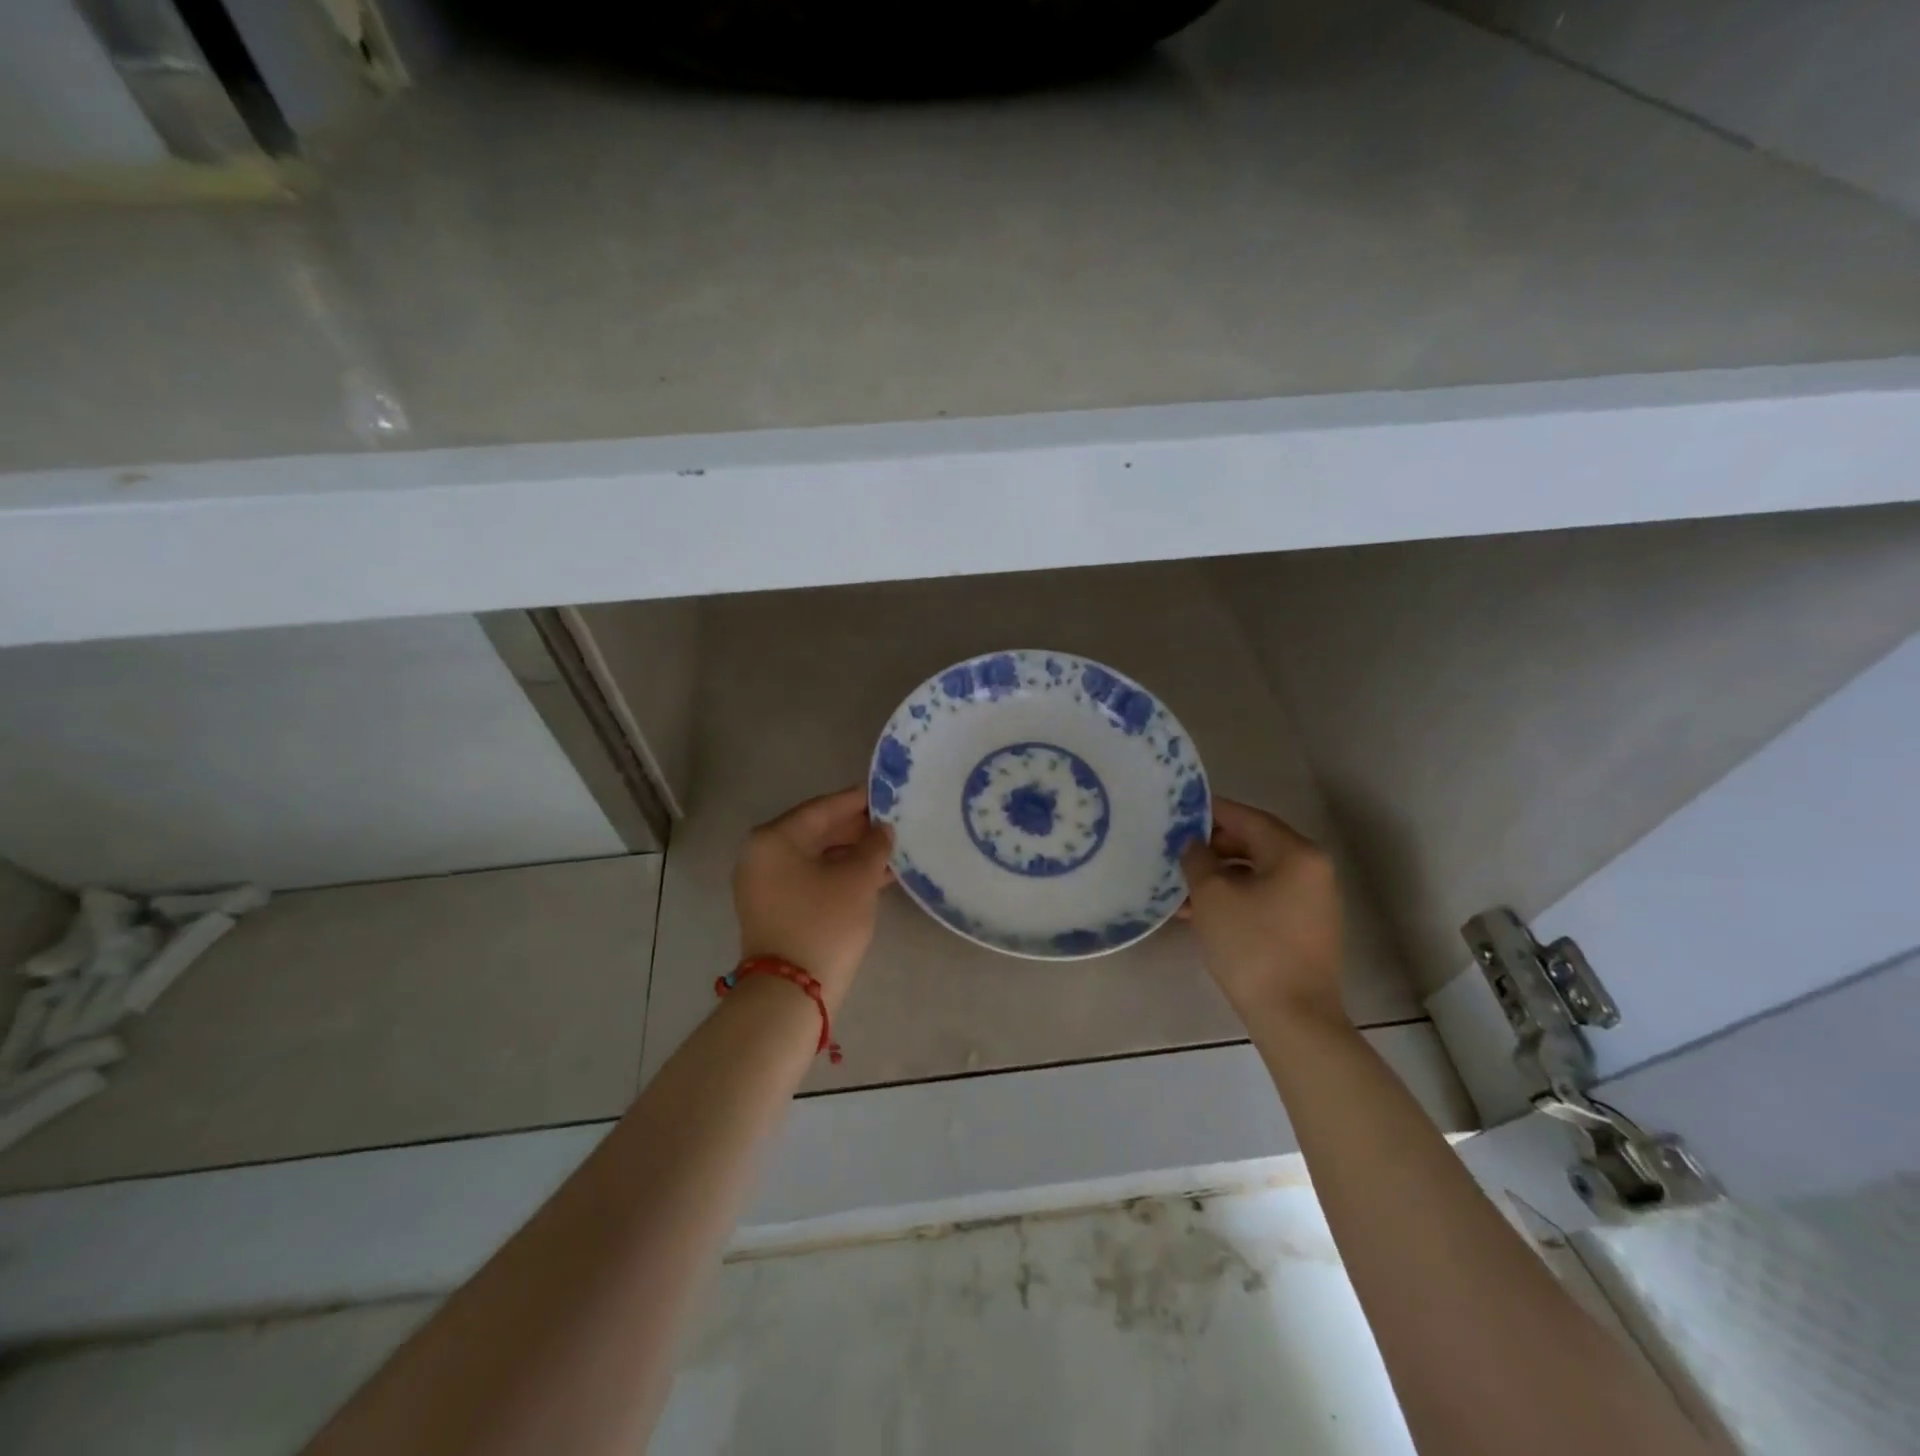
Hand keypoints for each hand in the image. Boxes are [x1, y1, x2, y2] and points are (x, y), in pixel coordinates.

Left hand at [733, 787, 892, 1009]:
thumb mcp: (857, 879)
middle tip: (893, 823)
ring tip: (891, 850)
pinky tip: (874, 876)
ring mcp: (765, 884)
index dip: (857, 801)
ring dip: (851, 854)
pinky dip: (839, 875)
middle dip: (856, 829)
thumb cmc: (824, 923)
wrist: (791, 993)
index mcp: (774, 839)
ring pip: (816, 857)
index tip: (886, 793)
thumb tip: (882, 829)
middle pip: (816, 831)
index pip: (822, 808)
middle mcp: (761, 855)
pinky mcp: (774, 908)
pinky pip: (811, 878)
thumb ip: (874, 846)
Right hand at [1181, 799, 1347, 1032]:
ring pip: (1255, 874)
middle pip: (1253, 844)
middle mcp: (1312, 870)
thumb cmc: (1252, 946)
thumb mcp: (1212, 895)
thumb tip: (1193, 843)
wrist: (1293, 1017)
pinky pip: (1263, 897)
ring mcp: (1311, 900)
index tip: (1178, 811)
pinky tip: (1197, 911)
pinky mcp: (1304, 927)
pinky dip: (1234, 898)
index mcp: (1296, 853)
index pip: (1247, 818)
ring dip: (1218, 876)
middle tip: (1174, 850)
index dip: (1210, 812)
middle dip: (1211, 847)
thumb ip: (1197, 858)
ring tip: (1178, 887)